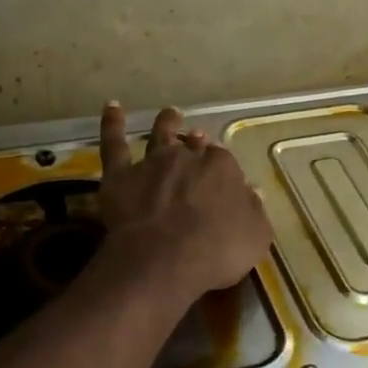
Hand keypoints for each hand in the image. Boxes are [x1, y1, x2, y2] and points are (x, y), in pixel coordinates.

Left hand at [96, 103, 271, 295]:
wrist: (163, 260)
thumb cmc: (217, 252)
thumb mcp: (255, 236)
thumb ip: (254, 210)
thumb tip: (253, 191)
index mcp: (222, 168)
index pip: (225, 161)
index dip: (223, 169)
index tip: (223, 177)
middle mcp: (188, 157)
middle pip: (193, 146)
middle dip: (197, 142)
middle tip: (198, 139)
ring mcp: (152, 163)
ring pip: (160, 135)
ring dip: (166, 122)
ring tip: (171, 113)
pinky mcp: (120, 176)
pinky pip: (113, 144)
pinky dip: (112, 123)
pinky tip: (112, 106)